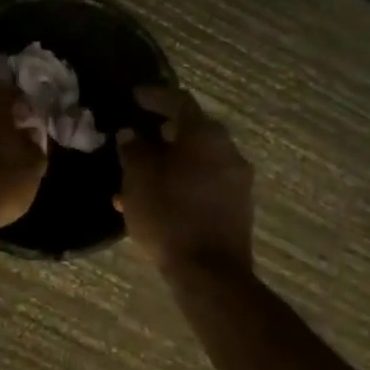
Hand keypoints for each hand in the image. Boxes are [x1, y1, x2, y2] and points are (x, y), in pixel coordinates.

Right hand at [116, 86, 253, 277]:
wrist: (209, 273)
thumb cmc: (169, 214)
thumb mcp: (138, 177)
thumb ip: (133, 149)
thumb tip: (132, 134)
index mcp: (205, 135)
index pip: (179, 101)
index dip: (155, 96)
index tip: (134, 96)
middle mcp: (228, 151)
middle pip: (192, 130)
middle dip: (163, 132)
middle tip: (139, 135)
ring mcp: (237, 181)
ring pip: (197, 160)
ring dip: (169, 162)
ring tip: (139, 175)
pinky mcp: (237, 207)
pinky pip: (204, 182)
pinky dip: (181, 182)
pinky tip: (156, 200)